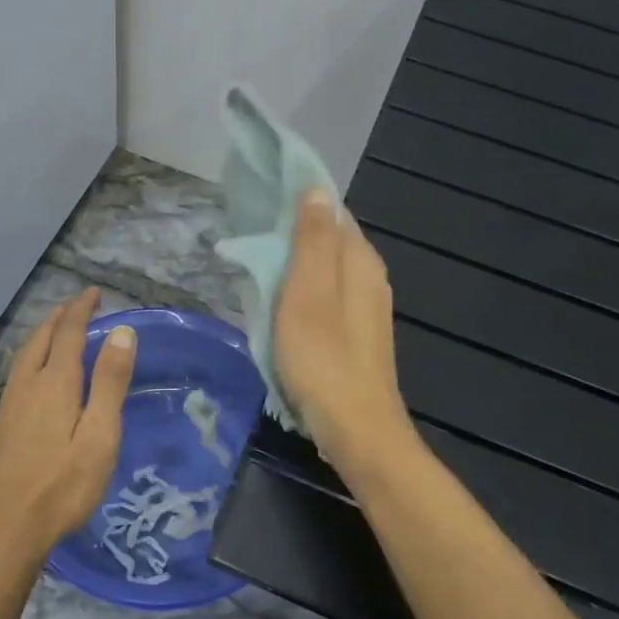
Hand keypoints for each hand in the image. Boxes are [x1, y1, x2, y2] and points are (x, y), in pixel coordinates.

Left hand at [0, 288, 136, 563]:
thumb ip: (110, 382)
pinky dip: (34, 353)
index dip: (82, 309)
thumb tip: (122, 331)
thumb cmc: (63, 485)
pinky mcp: (3, 422)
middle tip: (79, 303)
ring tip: (59, 326)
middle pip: (42, 337)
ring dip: (44, 332)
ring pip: (26, 353)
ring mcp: (10, 403)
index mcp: (54, 383)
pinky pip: (19, 370)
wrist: (6, 528)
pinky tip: (38, 369)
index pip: (68, 332)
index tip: (95, 292)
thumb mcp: (100, 436)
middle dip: (61, 316)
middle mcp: (28, 384)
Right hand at [275, 188, 419, 482]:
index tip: (262, 194)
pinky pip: (325, 295)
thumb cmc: (324, 357)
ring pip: (326, 269)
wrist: (355, 429)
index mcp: (360, 260)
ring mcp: (365, 308)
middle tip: (249, 230)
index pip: (332, 211)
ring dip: (294, 261)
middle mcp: (369, 277)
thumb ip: (313, 240)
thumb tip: (317, 189)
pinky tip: (279, 300)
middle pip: (329, 239)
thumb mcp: (309, 292)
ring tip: (256, 261)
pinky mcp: (355, 333)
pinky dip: (301, 289)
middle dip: (293, 230)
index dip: (300, 199)